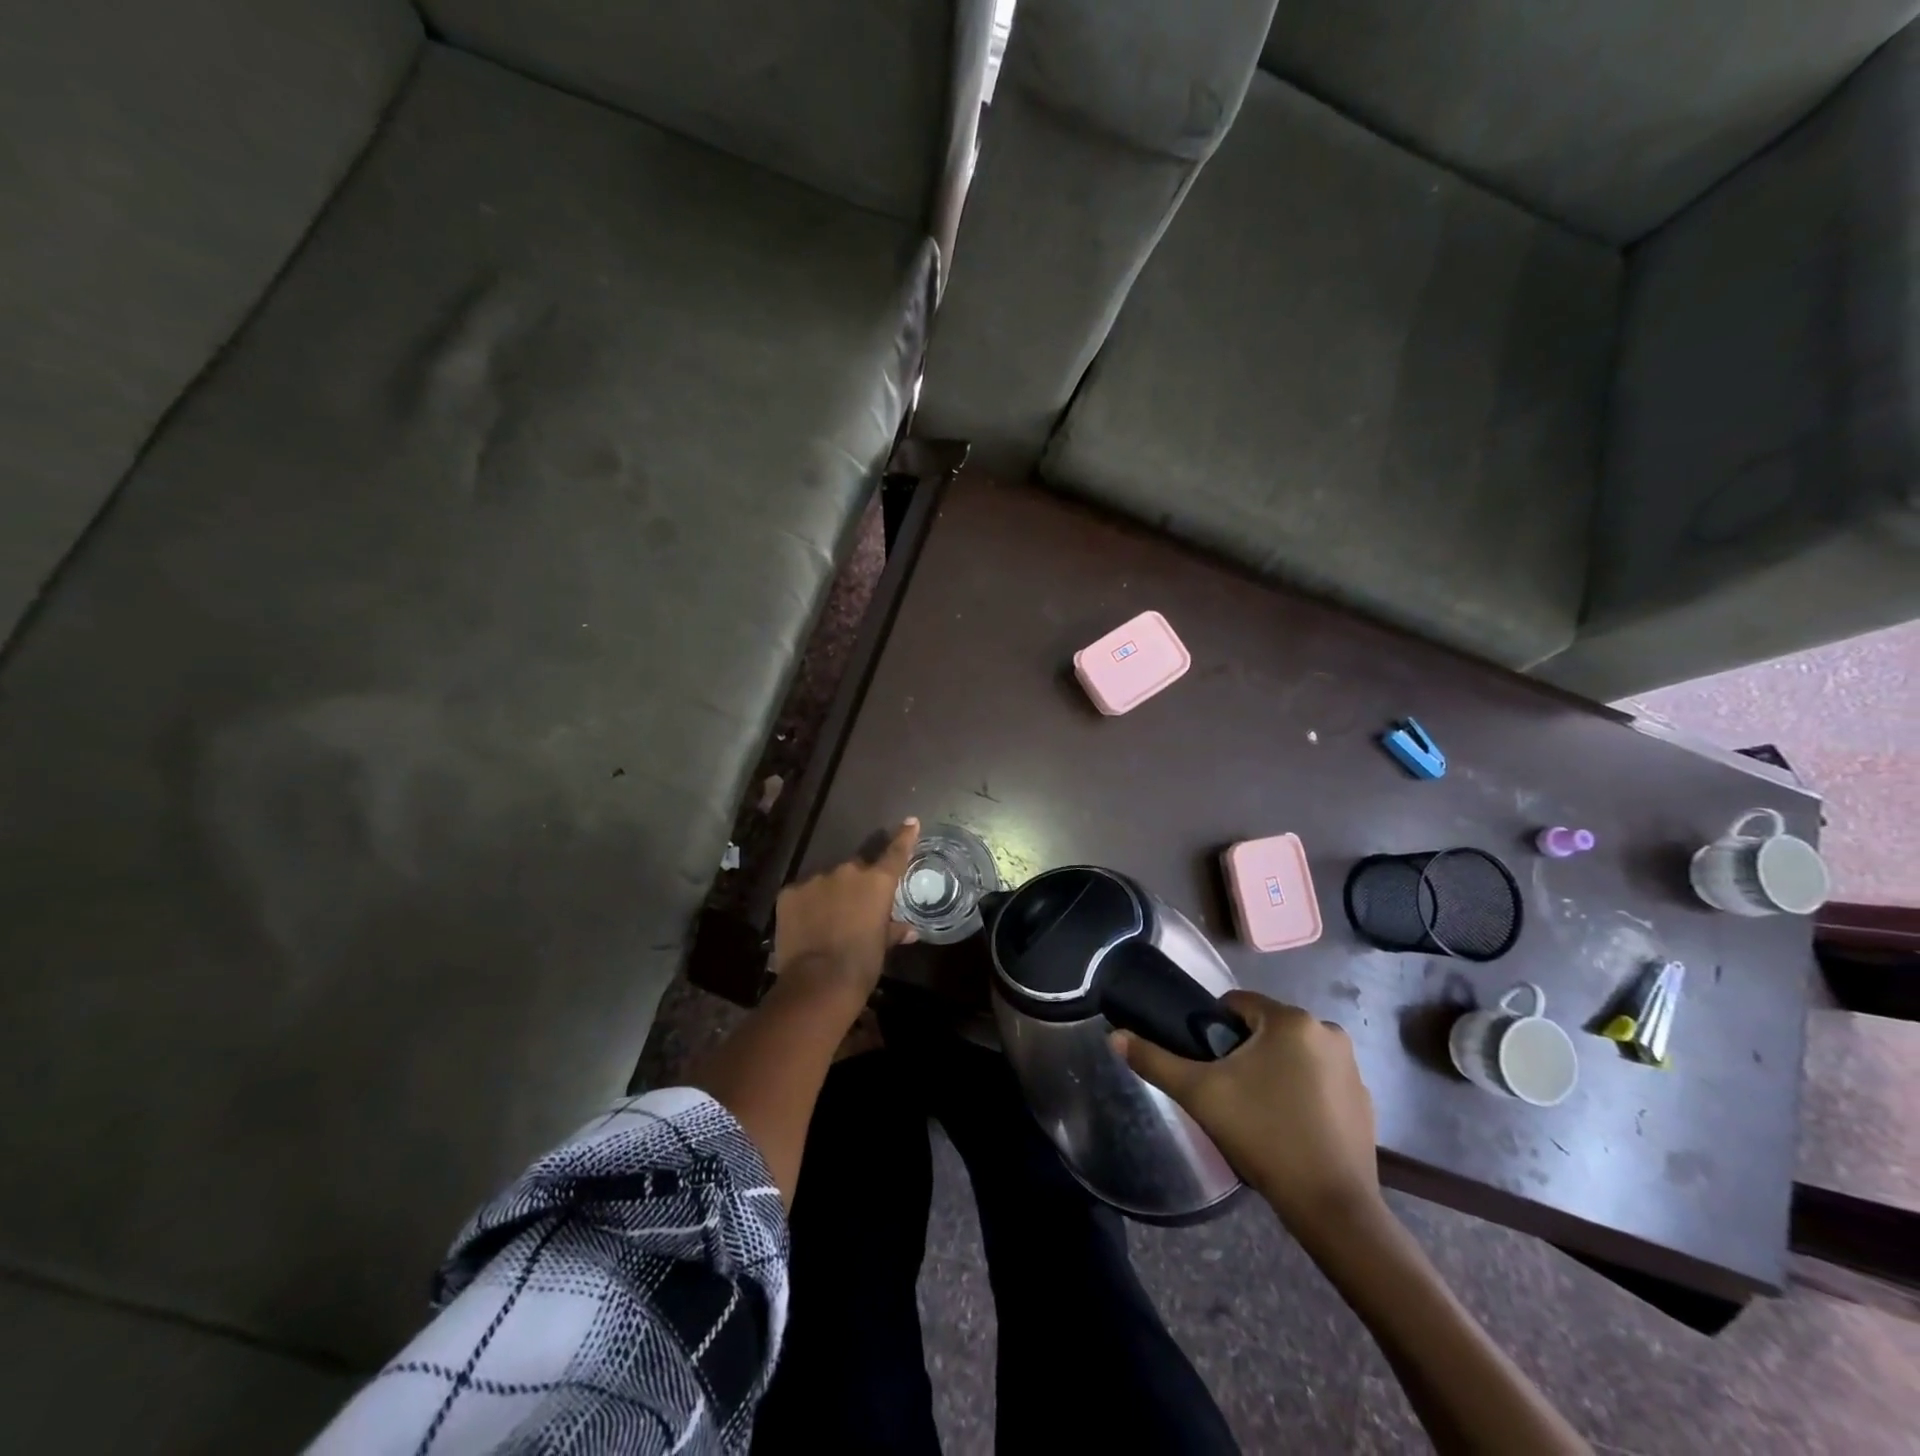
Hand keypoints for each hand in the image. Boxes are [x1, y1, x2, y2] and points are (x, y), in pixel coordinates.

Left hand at [772, 819, 918, 1003]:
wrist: (819, 981)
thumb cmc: (862, 963)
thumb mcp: (882, 946)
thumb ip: (894, 931)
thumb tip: (910, 930)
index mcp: (876, 882)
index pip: (895, 853)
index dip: (904, 836)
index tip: (910, 822)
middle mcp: (847, 871)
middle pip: (856, 869)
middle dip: (857, 884)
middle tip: (855, 908)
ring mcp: (815, 880)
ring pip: (827, 881)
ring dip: (830, 895)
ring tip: (827, 921)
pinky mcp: (789, 893)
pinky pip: (802, 894)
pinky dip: (806, 905)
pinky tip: (806, 925)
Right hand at [1112, 991, 1380, 1238]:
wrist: (1332, 1207)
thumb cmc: (1263, 1135)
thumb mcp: (1199, 1094)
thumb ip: (1155, 1060)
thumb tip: (1114, 1035)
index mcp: (1291, 1020)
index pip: (1237, 1004)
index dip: (1213, 1029)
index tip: (1207, 1064)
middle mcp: (1327, 1031)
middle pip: (1265, 1028)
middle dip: (1244, 1052)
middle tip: (1228, 1092)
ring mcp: (1351, 1066)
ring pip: (1292, 1053)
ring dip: (1273, 1070)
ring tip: (1257, 1112)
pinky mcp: (1365, 1099)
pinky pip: (1318, 1079)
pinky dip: (1301, 1092)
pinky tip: (1289, 1126)